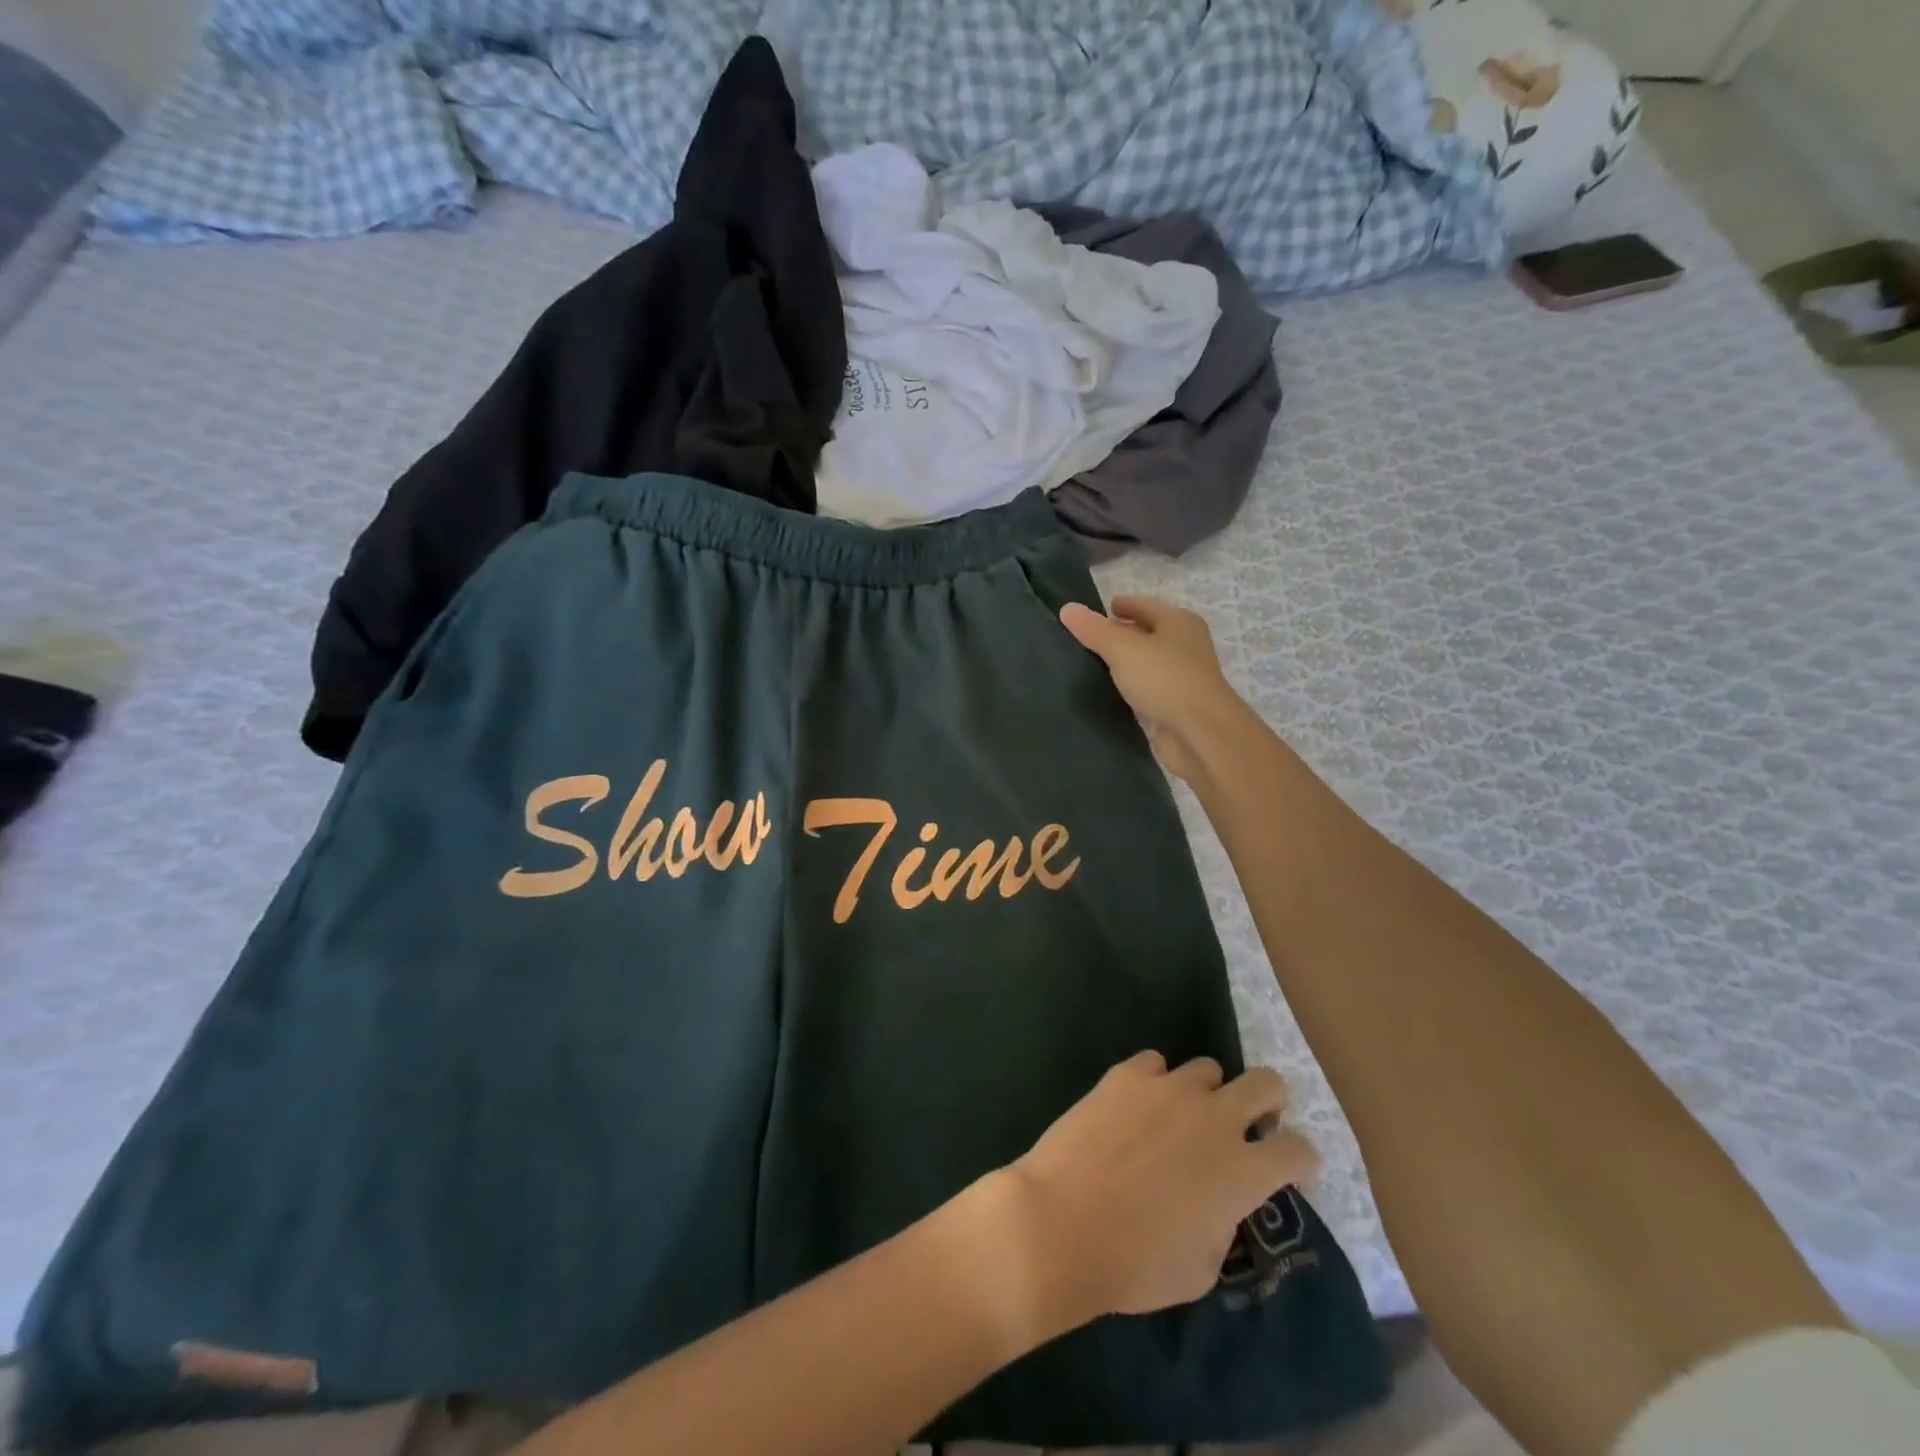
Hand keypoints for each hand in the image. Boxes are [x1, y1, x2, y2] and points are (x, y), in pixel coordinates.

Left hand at [991, 1052, 1316, 1338]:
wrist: (1063, 1222)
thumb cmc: (1137, 1263)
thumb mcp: (1203, 1267)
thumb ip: (1223, 1223)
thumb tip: (1217, 1202)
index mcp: (1243, 1171)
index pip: (1300, 1150)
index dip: (1301, 1161)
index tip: (1290, 1172)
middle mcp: (1215, 1118)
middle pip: (1267, 1083)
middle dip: (1269, 1101)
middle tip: (1249, 1124)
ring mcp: (1168, 1088)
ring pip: (1207, 1068)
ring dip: (1206, 1093)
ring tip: (1181, 1118)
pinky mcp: (1125, 1075)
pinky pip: (1154, 1063)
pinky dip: (1154, 1082)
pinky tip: (1136, 1106)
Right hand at [1060, 596, 1248, 782]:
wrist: (1201, 733)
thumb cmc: (1165, 679)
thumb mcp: (1123, 649)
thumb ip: (1094, 630)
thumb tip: (1068, 608)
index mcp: (1179, 622)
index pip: (1144, 605)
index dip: (1122, 605)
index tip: (1097, 611)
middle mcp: (1185, 645)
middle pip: (1148, 633)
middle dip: (1122, 634)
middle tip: (1089, 639)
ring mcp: (1184, 677)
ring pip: (1148, 663)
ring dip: (1126, 663)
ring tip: (1094, 664)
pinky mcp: (1177, 706)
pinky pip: (1149, 689)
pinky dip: (1133, 687)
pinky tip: (1113, 692)